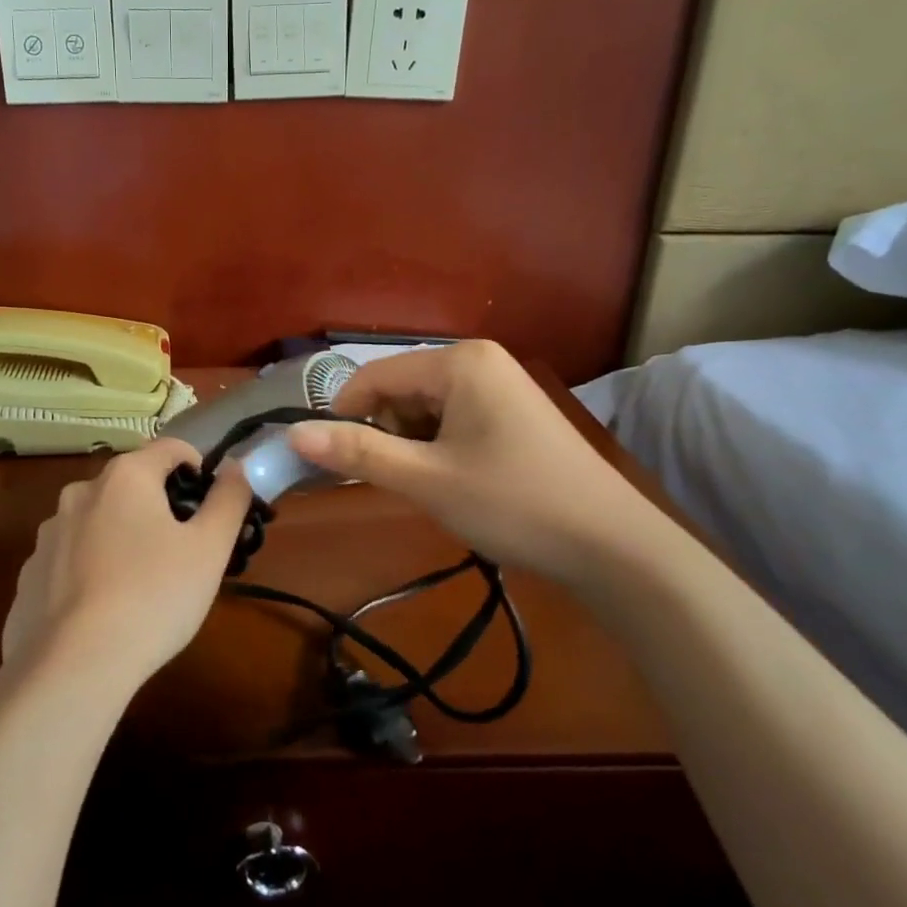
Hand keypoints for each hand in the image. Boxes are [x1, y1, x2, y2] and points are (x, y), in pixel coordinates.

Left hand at [3, 438, 255, 690]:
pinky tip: (104, 609)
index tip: (212, 505)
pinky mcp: (29, 574)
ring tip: (143, 585)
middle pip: (132, 484)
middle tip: (183, 551)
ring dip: (122, 536)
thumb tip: (235, 466)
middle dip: (160, 507)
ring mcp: (48, 534)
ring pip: (98, 521)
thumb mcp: (210, 548)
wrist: (74, 666)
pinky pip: (70, 559)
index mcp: (125, 477)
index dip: (198, 468)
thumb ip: (229, 498)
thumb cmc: (154, 596)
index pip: (170, 448)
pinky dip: (91, 570)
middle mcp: (80, 492)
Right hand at [285, 341, 654, 588]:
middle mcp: (479, 360)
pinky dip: (438, 448)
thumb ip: (358, 454)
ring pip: (424, 408)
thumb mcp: (426, 480)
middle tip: (395, 483)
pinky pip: (453, 419)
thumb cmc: (513, 503)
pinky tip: (455, 482)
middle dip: (385, 434)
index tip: (333, 464)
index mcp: (459, 362)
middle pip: (399, 389)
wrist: (613, 547)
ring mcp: (500, 385)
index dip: (343, 417)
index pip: (373, 376)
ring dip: (411, 445)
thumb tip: (293, 435)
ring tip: (430, 487)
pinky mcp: (513, 412)